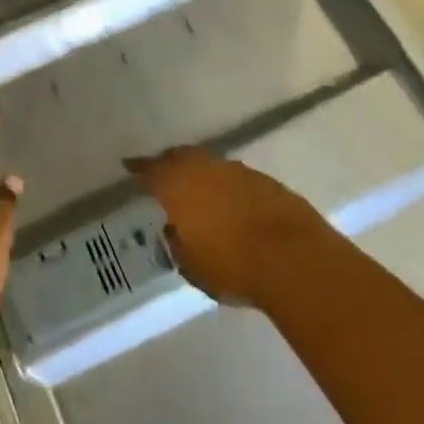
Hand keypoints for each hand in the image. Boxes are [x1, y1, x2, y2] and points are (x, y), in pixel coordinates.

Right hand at [125, 145, 330, 305]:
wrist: (294, 259)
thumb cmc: (233, 266)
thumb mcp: (192, 266)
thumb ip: (179, 245)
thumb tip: (176, 233)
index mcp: (179, 187)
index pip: (152, 170)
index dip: (139, 168)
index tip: (129, 165)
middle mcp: (206, 170)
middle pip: (182, 156)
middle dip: (170, 162)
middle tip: (162, 171)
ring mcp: (239, 172)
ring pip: (211, 164)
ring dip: (201, 172)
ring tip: (197, 188)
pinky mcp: (266, 182)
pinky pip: (236, 177)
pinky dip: (227, 184)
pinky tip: (229, 201)